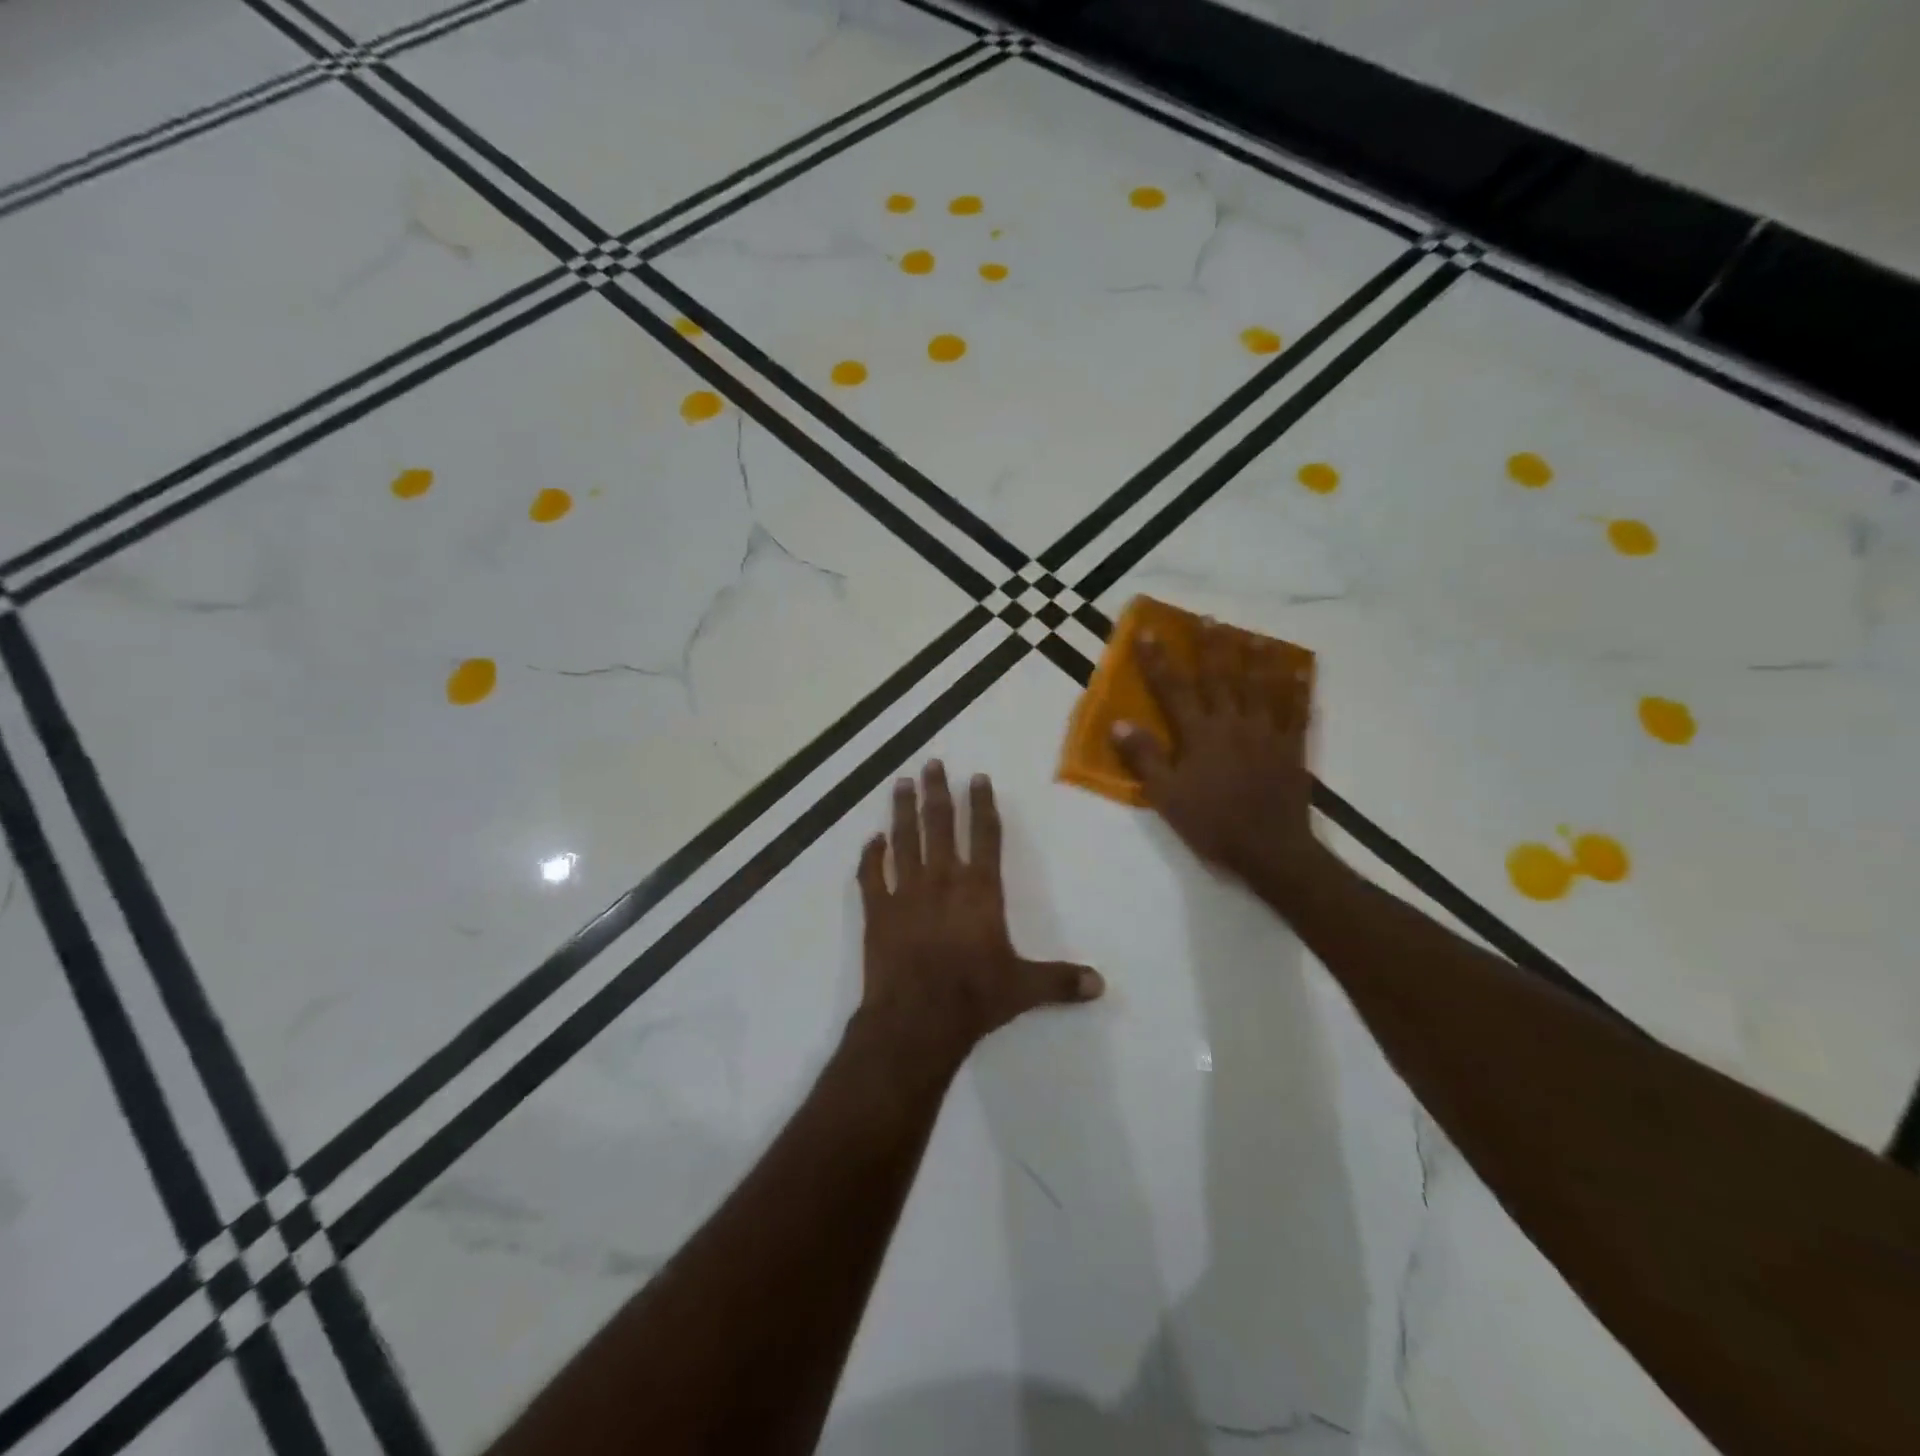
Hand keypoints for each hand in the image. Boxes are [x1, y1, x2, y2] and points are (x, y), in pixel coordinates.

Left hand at [856, 761, 1103, 1066]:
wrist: (917, 1019)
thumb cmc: (974, 996)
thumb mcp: (1024, 988)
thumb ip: (1061, 980)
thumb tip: (1101, 985)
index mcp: (980, 889)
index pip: (985, 835)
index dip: (982, 804)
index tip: (977, 777)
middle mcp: (943, 880)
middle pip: (939, 824)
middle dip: (936, 792)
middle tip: (931, 764)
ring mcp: (906, 892)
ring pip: (904, 839)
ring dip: (902, 810)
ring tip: (901, 783)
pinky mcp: (878, 911)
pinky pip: (871, 875)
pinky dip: (871, 856)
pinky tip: (872, 840)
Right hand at [1111, 621, 1325, 901]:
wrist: (1270, 850)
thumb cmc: (1212, 824)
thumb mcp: (1166, 796)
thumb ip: (1145, 758)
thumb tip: (1119, 723)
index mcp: (1200, 734)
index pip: (1174, 689)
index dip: (1159, 660)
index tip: (1148, 633)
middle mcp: (1233, 723)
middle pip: (1221, 677)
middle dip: (1212, 646)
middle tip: (1208, 618)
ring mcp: (1267, 733)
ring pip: (1261, 686)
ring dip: (1256, 658)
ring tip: (1253, 635)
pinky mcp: (1292, 748)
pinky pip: (1296, 711)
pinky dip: (1298, 689)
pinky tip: (1300, 671)